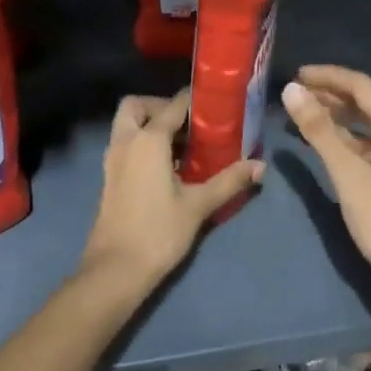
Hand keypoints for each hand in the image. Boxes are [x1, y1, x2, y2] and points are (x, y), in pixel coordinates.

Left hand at [79, 90, 262, 296]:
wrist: (115, 270)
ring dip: (149, 125)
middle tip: (186, 123)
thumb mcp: (198, 205)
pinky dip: (142, 143)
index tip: (214, 104)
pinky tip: (167, 166)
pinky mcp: (109, 177)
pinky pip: (125, 145)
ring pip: (126, 125)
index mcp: (148, 139)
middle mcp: (126, 141)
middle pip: (136, 106)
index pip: (173, 105)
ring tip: (182, 145)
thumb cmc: (158, 231)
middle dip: (159, 106)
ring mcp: (113, 160)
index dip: (193, 100)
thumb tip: (260, 166)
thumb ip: (229, 181)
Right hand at [282, 66, 370, 313]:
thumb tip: (292, 90)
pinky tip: (327, 144)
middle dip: (331, 94)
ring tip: (304, 114)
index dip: (328, 76)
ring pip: (369, 124)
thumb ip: (319, 130)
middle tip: (296, 94)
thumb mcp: (348, 175)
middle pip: (366, 102)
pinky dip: (348, 138)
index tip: (297, 74)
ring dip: (338, 116)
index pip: (361, 86)